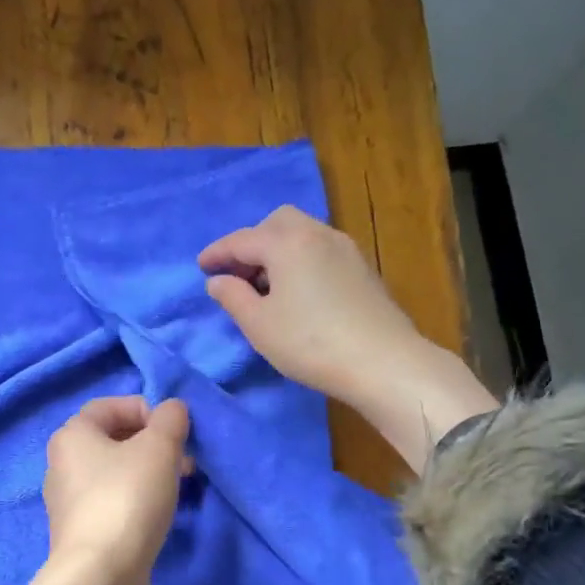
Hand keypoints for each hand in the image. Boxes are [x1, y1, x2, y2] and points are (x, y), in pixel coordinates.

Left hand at [0, 396, 190, 584]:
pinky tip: (162, 514)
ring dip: (151, 472)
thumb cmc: (127, 500)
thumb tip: (172, 410)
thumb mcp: (159, 448)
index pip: (108, 405)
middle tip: (185, 459)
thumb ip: (170, 420)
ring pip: (117, 473)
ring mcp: (71, 503)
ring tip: (180, 486)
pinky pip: (116, 503)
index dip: (145, 408)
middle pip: (114, 440)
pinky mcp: (84, 534)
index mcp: (72, 436)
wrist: (101, 579)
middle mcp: (63, 465)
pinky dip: (140, 500)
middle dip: (153, 443)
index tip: (174, 429)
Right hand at [198, 205, 496, 471]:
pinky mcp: (363, 269)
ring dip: (279, 251)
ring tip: (267, 287)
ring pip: (303, 235)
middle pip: (277, 223)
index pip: (242, 240)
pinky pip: (321, 251)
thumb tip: (218, 281)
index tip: (201, 267)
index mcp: (286, 242)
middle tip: (239, 275)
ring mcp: (345, 249)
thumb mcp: (259, 325)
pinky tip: (299, 292)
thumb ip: (233, 297)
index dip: (217, 253)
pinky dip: (302, 260)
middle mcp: (317, 234)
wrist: (383, 361)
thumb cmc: (310, 343)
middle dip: (253, 243)